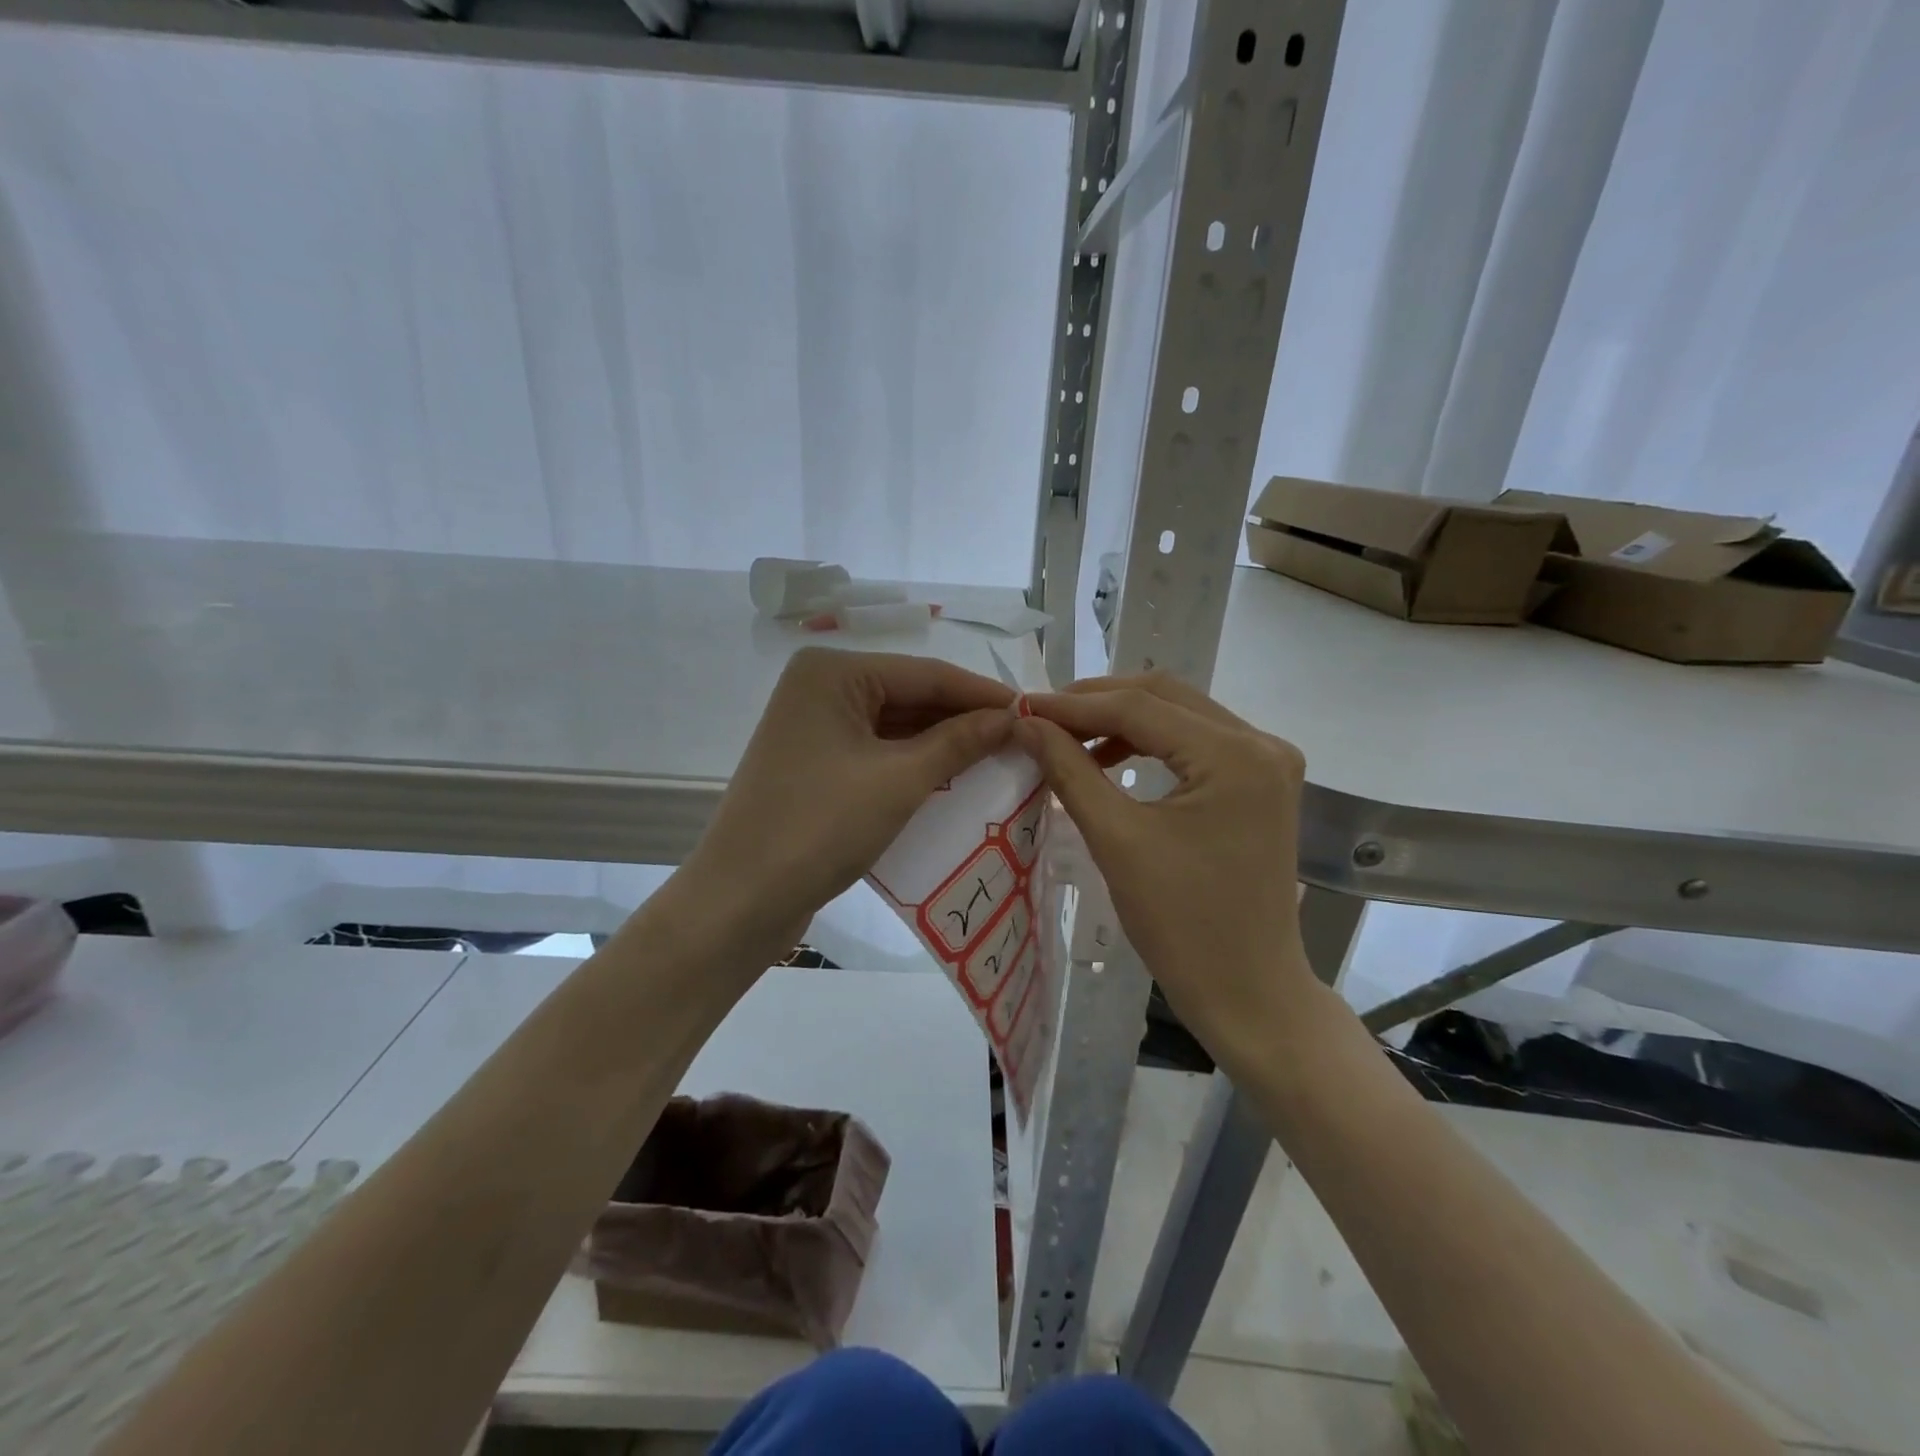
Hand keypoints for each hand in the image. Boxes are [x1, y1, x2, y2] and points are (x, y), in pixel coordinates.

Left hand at [686, 647, 1015, 950]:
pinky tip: (955, 777)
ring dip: (942, 743)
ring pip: (895, 725)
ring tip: (999, 758)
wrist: (742, 900)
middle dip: (963, 719)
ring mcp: (815, 726)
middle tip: (1021, 740)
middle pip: (910, 696)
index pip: (925, 673)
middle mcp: (821, 687)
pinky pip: (877, 751)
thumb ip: (959, 742)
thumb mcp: (899, 781)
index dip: (982, 694)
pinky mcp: (816, 762)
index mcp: (833, 672)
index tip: (1034, 712)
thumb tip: (1012, 718)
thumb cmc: (820, 827)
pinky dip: (914, 764)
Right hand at [1012, 673, 1313, 1047]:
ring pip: (1180, 715)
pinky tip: (1109, 759)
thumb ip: (1070, 770)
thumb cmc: (1183, 925)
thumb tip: (1026, 725)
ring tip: (1068, 739)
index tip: (1023, 709)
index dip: (1074, 706)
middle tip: (1042, 720)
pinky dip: (1149, 744)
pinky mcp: (1260, 784)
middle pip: (1164, 697)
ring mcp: (1267, 762)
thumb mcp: (1117, 840)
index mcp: (1235, 755)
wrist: (1249, 991)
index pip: (1140, 707)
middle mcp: (1261, 743)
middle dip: (1097, 703)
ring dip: (1122, 720)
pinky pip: (1195, 743)